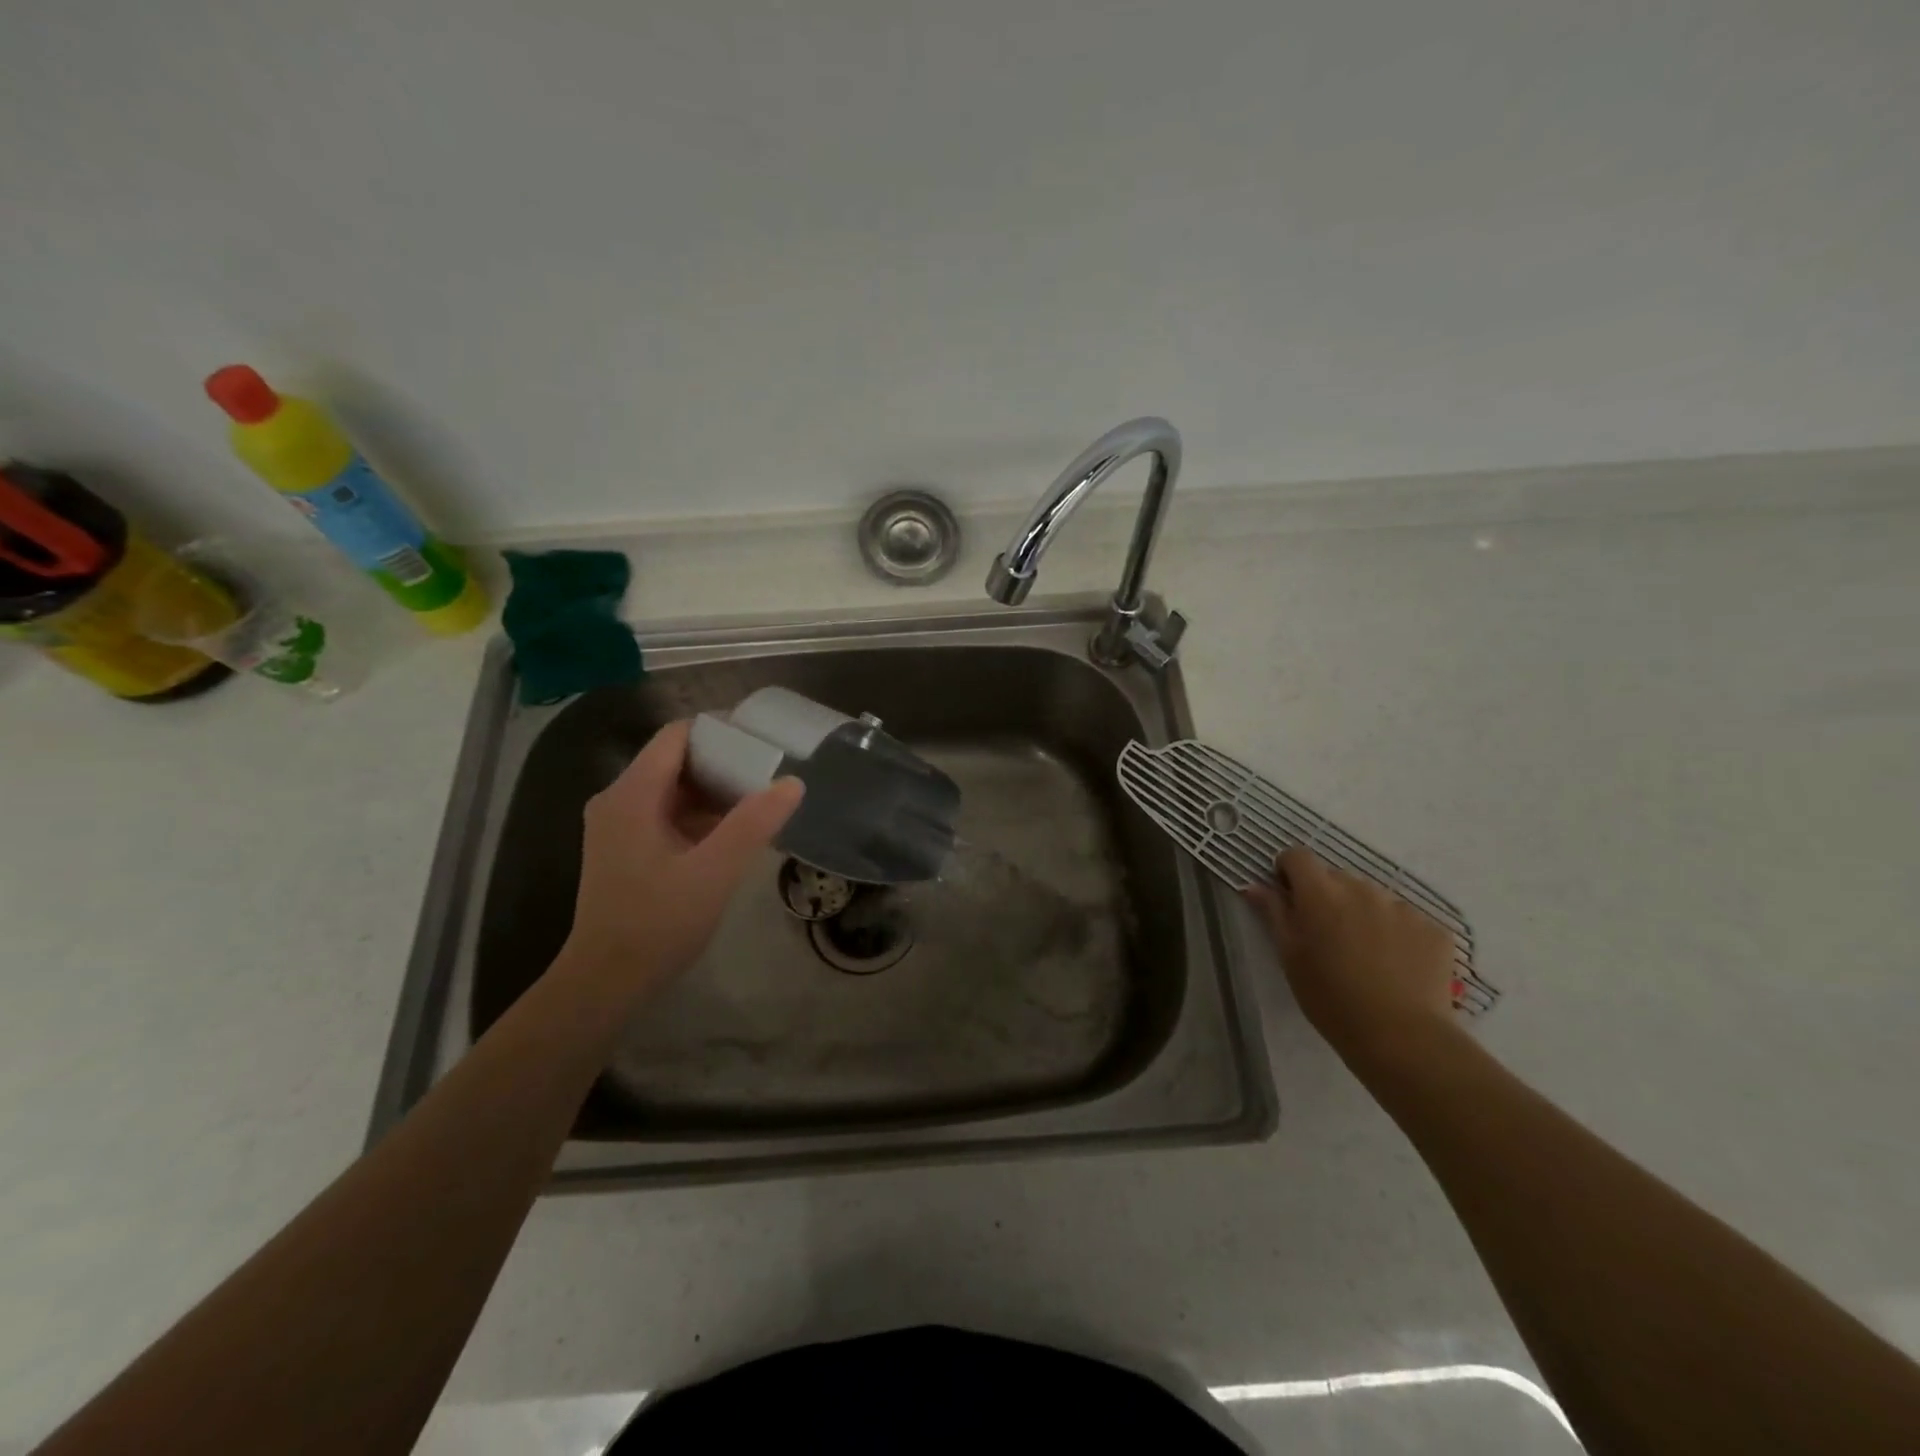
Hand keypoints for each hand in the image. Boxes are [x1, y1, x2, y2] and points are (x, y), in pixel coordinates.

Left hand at [565, 720, 803, 989]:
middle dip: (724, 762)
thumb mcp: (714, 872)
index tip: (763, 741)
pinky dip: (699, 815)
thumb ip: (754, 823)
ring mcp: (618, 826)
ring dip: (714, 791)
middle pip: (676, 760)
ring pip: (673, 788)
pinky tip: (733, 833)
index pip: (678, 735)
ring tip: (760, 801)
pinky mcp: (625, 848)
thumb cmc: (657, 924)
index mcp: (632, 794)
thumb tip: (793, 782)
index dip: (720, 730)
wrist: (605, 983)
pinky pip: (666, 813)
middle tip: (771, 773)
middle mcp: (618, 800)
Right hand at [1246, 847, 1459, 1069]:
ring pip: (1372, 898)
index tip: (1288, 898)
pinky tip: (1396, 967)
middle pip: (1335, 877)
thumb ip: (1274, 914)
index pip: (1297, 856)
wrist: (1402, 1037)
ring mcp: (1401, 906)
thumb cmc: (1330, 998)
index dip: (1288, 872)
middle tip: (1326, 937)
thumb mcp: (1290, 957)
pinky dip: (1396, 934)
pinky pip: (1406, 920)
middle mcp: (1361, 888)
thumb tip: (1255, 886)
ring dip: (1362, 914)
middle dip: (1326, 897)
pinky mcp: (1434, 928)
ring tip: (1365, 956)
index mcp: (1320, 893)